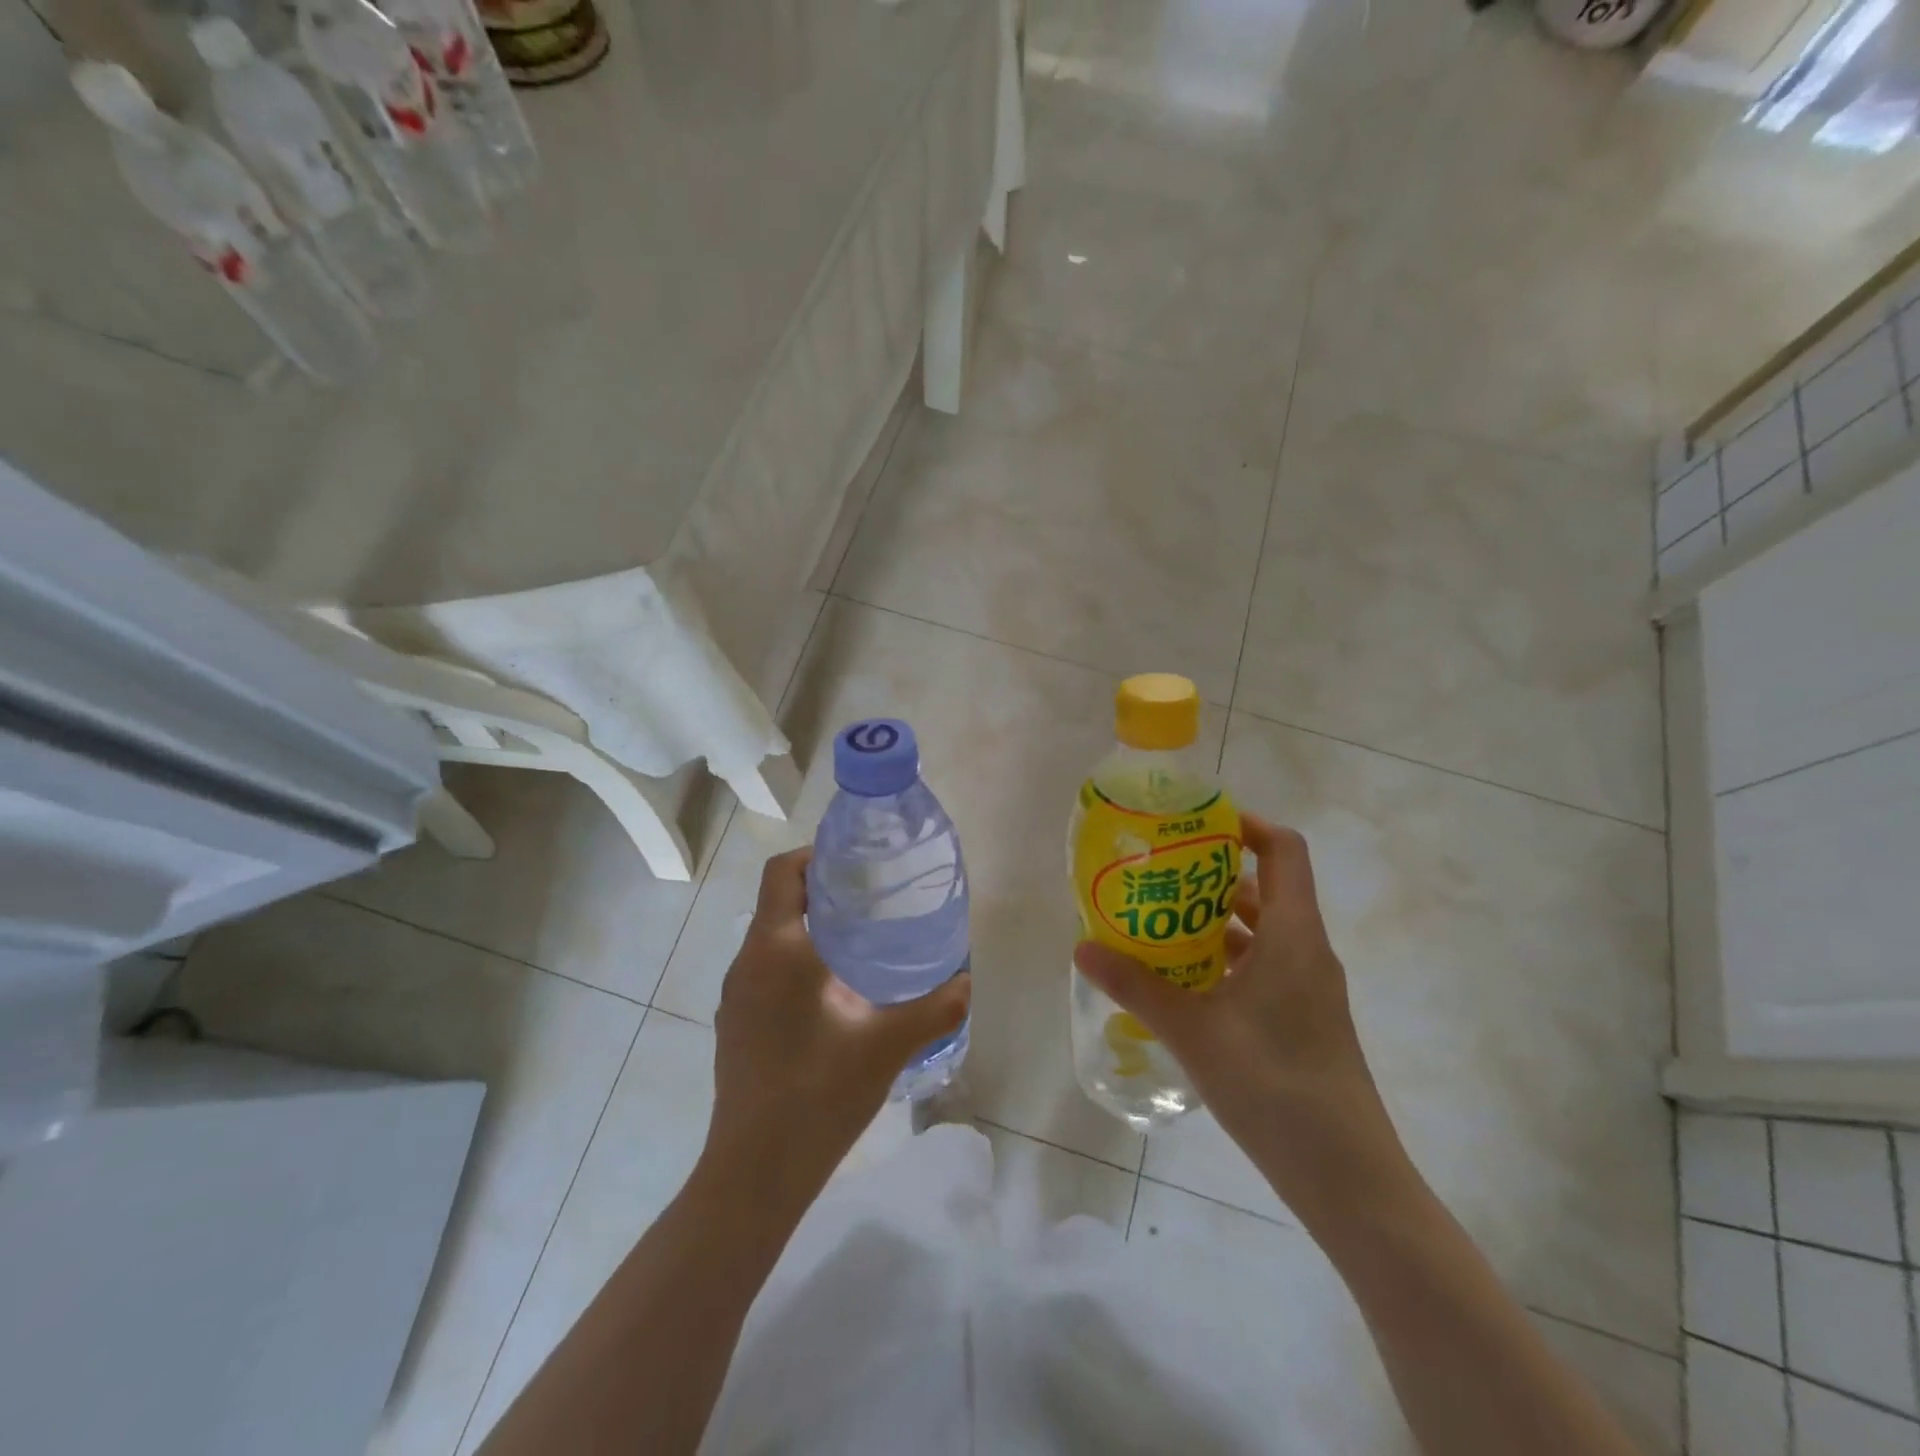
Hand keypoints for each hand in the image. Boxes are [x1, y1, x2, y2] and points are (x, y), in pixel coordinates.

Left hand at [705, 846, 970, 1200]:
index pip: (782, 873)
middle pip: (778, 902)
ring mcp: (736, 997)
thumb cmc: (818, 1095)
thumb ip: (934, 1009)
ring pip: (771, 939)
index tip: (857, 863)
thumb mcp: (886, 1046)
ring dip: (810, 928)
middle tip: (873, 899)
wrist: (754, 1174)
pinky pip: (766, 972)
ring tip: (861, 942)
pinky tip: (834, 995)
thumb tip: (967, 980)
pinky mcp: (736, 1026)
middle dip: (822, 891)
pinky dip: (797, 962)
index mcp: (776, 950)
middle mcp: (747, 963)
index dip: (815, 855)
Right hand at [1074, 814, 1413, 1222]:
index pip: (1284, 850)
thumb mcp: (1194, 1031)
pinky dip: (1225, 960)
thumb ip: (1136, 986)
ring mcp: (1308, 989)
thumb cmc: (1274, 1085)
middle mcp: (1307, 951)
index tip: (1197, 824)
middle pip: (1267, 888)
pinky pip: (1262, 967)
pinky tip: (1182, 980)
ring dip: (1215, 920)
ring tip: (1158, 921)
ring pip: (1261, 932)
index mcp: (1293, 935)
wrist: (1347, 1177)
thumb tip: (1082, 948)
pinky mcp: (1302, 1020)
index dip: (1247, 825)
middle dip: (1212, 874)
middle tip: (1158, 872)